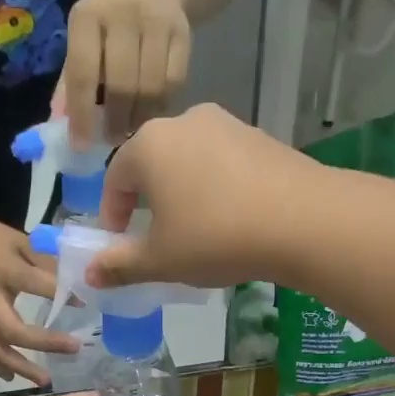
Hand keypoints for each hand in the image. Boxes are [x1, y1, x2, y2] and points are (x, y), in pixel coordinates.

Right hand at [0, 215, 79, 384]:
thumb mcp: (21, 241)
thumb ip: (46, 261)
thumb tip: (75, 284)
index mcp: (4, 269)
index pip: (33, 284)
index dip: (59, 294)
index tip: (83, 303)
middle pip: (11, 329)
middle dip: (43, 343)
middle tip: (74, 348)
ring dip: (20, 367)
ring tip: (45, 380)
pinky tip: (12, 377)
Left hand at [61, 0, 191, 144]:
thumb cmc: (110, 19)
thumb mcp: (83, 39)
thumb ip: (70, 82)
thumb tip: (59, 128)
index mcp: (87, 16)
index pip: (83, 73)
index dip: (82, 114)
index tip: (82, 146)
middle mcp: (122, 14)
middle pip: (121, 84)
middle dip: (115, 121)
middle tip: (112, 139)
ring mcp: (157, 21)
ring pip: (150, 88)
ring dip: (140, 118)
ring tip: (131, 130)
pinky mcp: (184, 32)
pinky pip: (174, 82)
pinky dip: (162, 105)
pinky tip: (152, 111)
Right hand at [89, 103, 322, 289]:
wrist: (305, 220)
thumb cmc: (216, 237)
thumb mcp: (161, 260)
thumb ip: (120, 265)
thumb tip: (90, 273)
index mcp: (149, 145)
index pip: (114, 178)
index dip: (111, 214)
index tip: (119, 243)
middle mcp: (184, 122)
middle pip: (151, 164)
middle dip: (146, 201)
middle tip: (155, 237)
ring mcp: (226, 124)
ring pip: (188, 161)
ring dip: (181, 192)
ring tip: (194, 229)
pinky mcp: (260, 135)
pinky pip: (222, 162)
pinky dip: (214, 186)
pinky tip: (230, 218)